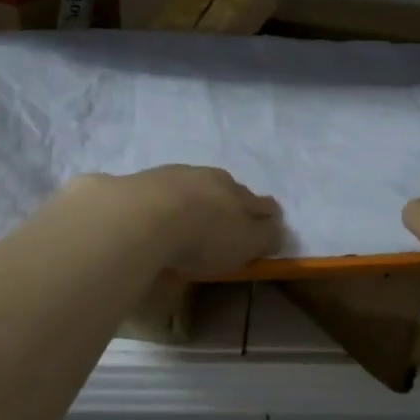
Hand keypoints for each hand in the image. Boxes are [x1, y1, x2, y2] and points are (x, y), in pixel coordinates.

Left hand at [68, 166, 282, 275]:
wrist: (142, 217)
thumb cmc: (203, 235)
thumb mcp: (245, 244)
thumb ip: (264, 238)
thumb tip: (278, 231)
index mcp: (238, 192)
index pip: (260, 202)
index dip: (267, 213)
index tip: (269, 221)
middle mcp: (209, 177)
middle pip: (227, 188)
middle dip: (230, 201)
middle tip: (226, 218)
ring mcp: (173, 175)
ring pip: (192, 185)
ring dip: (194, 198)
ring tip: (188, 217)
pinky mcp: (140, 182)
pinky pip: (159, 191)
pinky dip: (162, 202)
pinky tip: (155, 216)